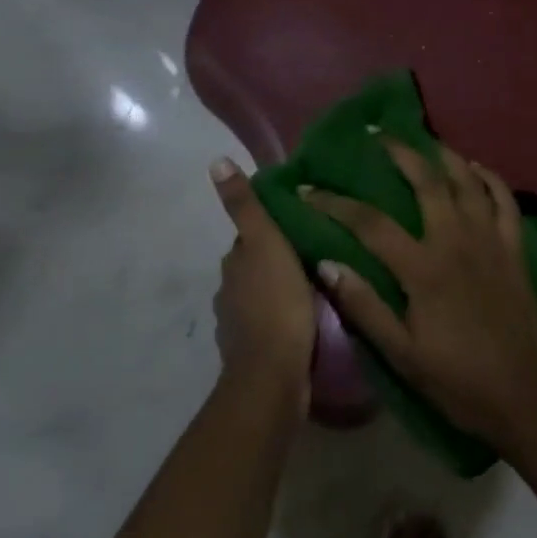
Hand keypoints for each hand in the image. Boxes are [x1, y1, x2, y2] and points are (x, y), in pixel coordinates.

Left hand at [210, 157, 315, 412]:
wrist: (274, 376)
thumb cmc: (275, 302)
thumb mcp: (266, 243)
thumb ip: (245, 206)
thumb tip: (215, 161)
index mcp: (234, 264)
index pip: (251, 237)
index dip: (273, 229)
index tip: (301, 223)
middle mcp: (230, 292)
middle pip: (257, 266)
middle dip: (279, 259)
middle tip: (318, 251)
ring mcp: (241, 326)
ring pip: (265, 296)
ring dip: (284, 290)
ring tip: (320, 283)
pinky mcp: (257, 353)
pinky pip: (274, 324)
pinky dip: (287, 318)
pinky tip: (311, 318)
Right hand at [303, 140, 536, 451]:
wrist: (523, 396)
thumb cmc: (457, 380)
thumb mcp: (401, 354)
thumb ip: (364, 307)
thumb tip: (327, 264)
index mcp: (423, 268)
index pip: (370, 223)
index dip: (335, 203)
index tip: (309, 188)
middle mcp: (456, 240)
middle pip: (425, 182)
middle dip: (398, 153)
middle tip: (376, 135)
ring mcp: (490, 239)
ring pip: (467, 181)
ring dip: (444, 155)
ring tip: (424, 141)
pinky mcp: (515, 247)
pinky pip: (505, 200)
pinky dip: (490, 178)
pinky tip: (476, 167)